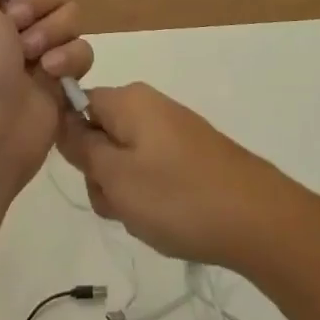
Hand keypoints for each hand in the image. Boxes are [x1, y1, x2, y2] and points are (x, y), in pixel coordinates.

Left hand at [0, 0, 92, 200]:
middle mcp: (7, 24)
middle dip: (38, 3)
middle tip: (17, 27)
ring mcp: (36, 50)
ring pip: (70, 14)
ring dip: (52, 31)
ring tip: (31, 57)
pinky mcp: (60, 76)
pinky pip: (82, 48)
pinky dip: (69, 58)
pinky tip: (51, 73)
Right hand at [55, 83, 293, 269]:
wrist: (257, 218)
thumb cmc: (177, 196)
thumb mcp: (116, 176)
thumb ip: (81, 147)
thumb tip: (62, 121)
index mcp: (128, 99)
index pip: (77, 106)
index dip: (72, 143)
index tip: (88, 174)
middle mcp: (149, 105)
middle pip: (101, 136)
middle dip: (102, 176)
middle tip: (121, 204)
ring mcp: (172, 130)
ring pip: (125, 160)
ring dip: (125, 193)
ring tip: (148, 217)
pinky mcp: (190, 154)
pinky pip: (152, 171)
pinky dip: (151, 197)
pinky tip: (168, 219)